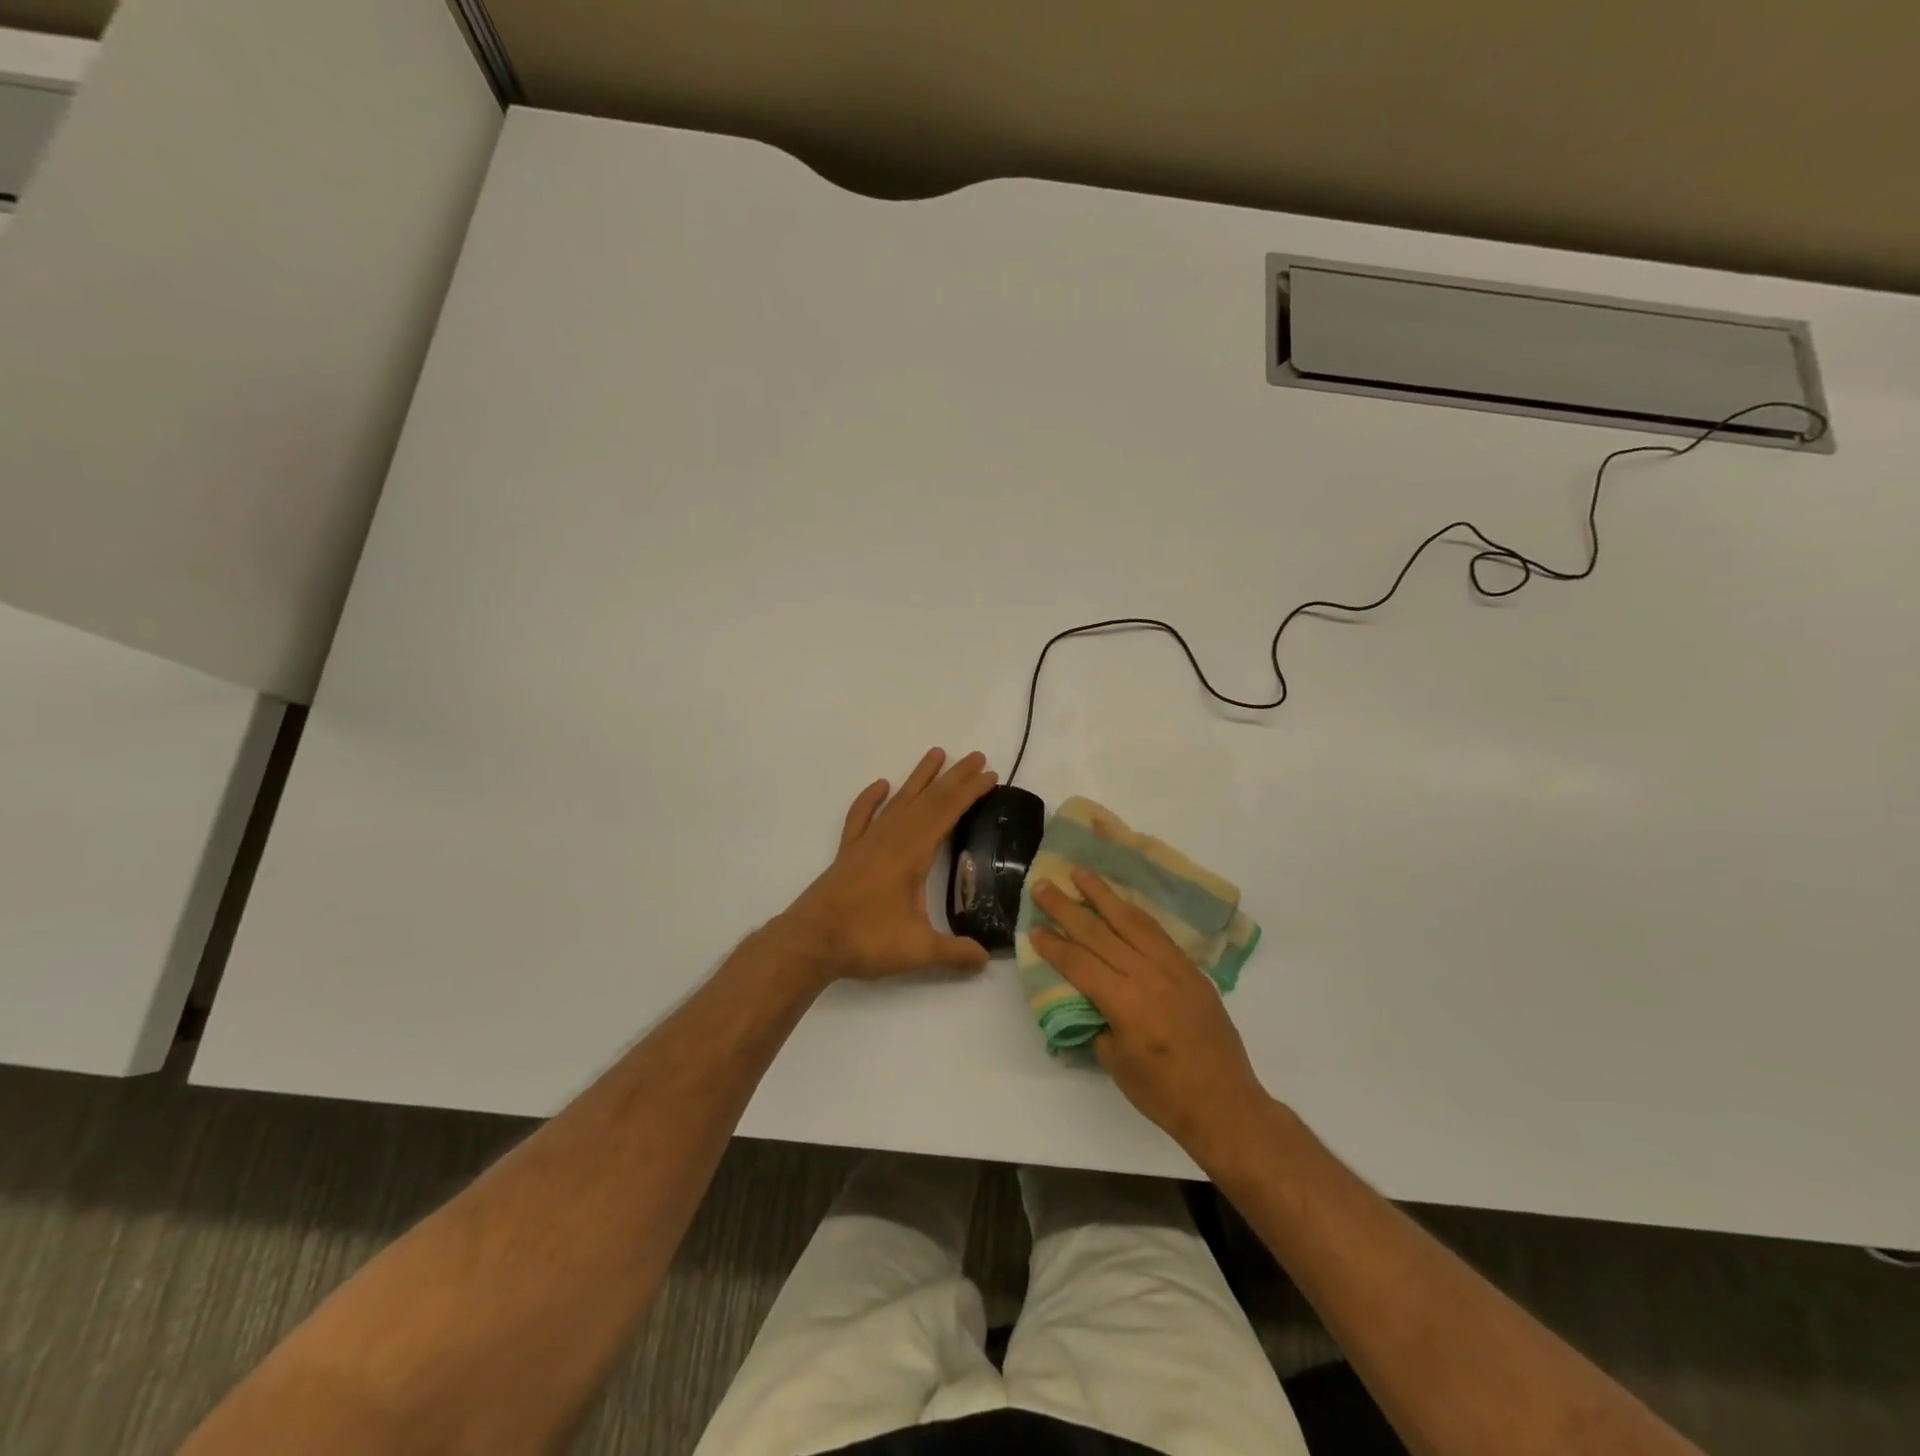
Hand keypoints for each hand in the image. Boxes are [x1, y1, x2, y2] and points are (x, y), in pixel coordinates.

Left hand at [777, 748, 997, 984]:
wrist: (810, 941)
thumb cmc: (866, 940)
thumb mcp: (917, 950)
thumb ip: (954, 953)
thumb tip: (987, 959)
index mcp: (912, 852)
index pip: (947, 812)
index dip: (970, 792)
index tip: (990, 774)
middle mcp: (891, 838)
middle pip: (928, 799)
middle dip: (954, 777)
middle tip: (977, 757)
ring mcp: (867, 842)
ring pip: (899, 801)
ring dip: (919, 778)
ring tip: (936, 754)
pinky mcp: (848, 852)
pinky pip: (861, 816)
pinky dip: (870, 799)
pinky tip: (880, 785)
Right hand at [1031, 871, 1269, 1167]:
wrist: (1226, 1105)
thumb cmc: (1164, 1094)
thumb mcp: (1116, 1063)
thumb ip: (1098, 1021)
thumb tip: (1086, 995)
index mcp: (1125, 1003)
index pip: (1080, 963)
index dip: (1054, 945)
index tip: (1033, 927)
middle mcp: (1148, 976)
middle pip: (1100, 933)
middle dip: (1068, 908)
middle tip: (1044, 885)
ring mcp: (1173, 969)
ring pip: (1132, 921)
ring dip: (1103, 895)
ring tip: (1082, 873)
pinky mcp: (1191, 970)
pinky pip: (1158, 932)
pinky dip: (1136, 913)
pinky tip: (1122, 902)